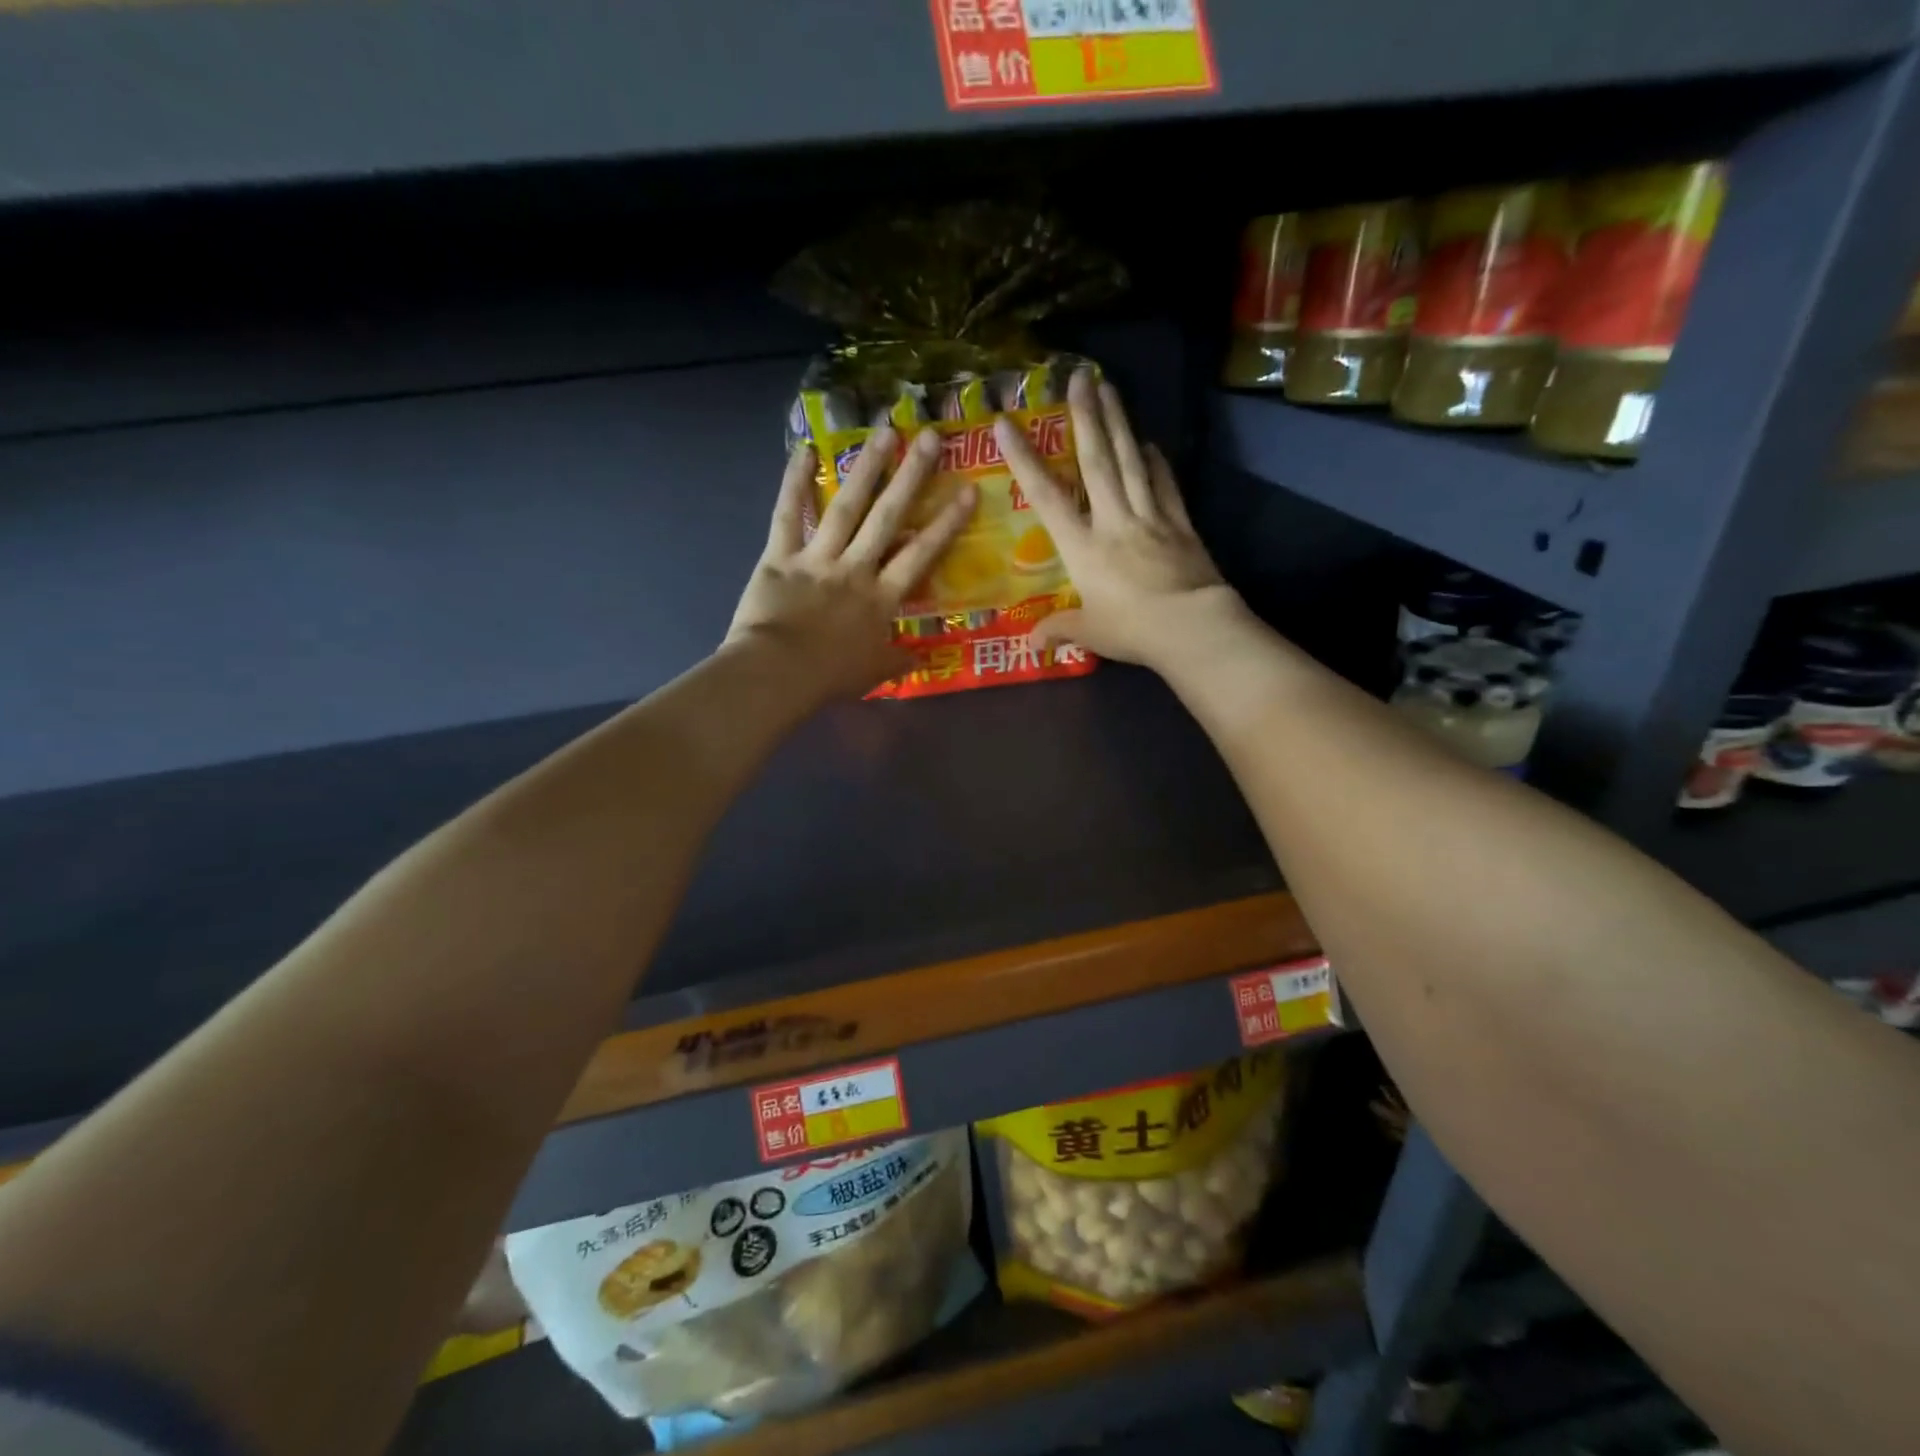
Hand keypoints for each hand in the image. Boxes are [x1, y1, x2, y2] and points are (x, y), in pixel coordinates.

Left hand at [726, 426, 975, 700]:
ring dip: (866, 468)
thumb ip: (899, 661)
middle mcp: (855, 569)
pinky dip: (795, 482)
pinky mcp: (780, 556)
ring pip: (845, 507)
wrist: (776, 675)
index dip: (946, 523)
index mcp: (881, 599)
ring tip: (884, 432)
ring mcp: (817, 558)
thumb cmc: (828, 677)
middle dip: (911, 477)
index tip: (968, 492)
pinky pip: (788, 514)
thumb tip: (923, 658)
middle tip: (929, 438)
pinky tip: (805, 449)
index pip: (921, 555)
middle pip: (887, 518)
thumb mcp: (873, 673)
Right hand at [994, 370, 1242, 673]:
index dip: (1024, 459)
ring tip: (1109, 387)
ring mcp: (1150, 517)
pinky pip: (1165, 484)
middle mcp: (1114, 521)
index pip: (1046, 496)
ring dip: (1118, 423)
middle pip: (1097, 462)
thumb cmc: (1132, 630)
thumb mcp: (1089, 633)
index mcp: (1083, 547)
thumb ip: (1060, 629)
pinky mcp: (1180, 523)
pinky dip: (1156, 461)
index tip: (1005, 423)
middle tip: (1079, 377)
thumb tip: (1032, 642)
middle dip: (1086, 417)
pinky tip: (1149, 443)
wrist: (1192, 628)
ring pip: (1131, 462)